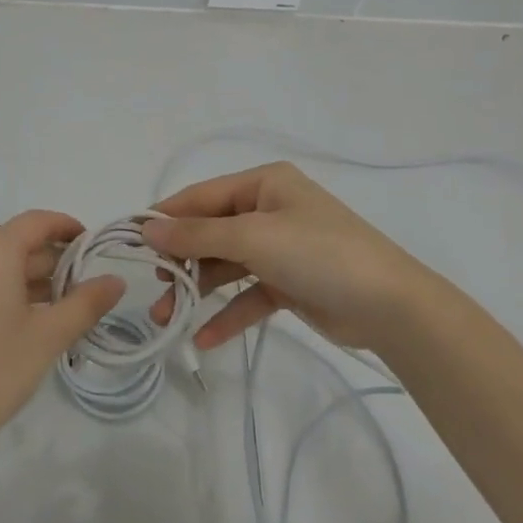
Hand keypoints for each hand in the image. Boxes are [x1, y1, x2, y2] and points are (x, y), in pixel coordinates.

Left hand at [0, 211, 125, 471]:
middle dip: (49, 262)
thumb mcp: (46, 338)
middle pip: (14, 243)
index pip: (37, 222)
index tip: (91, 247)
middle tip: (79, 291)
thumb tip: (116, 280)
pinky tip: (12, 322)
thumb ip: (85, 303)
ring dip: (23, 279)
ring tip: (52, 310)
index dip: (67, 228)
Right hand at [143, 162, 433, 352]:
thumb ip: (196, 235)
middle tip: (153, 290)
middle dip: (181, 262)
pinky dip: (227, 314)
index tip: (131, 242)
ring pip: (226, 266)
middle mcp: (269, 209)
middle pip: (211, 232)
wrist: (391, 307)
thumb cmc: (318, 253)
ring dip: (198, 291)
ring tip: (167, 319)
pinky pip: (248, 294)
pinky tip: (204, 338)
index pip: (201, 197)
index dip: (166, 218)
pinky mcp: (290, 283)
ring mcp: (280, 248)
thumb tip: (146, 229)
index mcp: (263, 183)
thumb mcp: (252, 237)